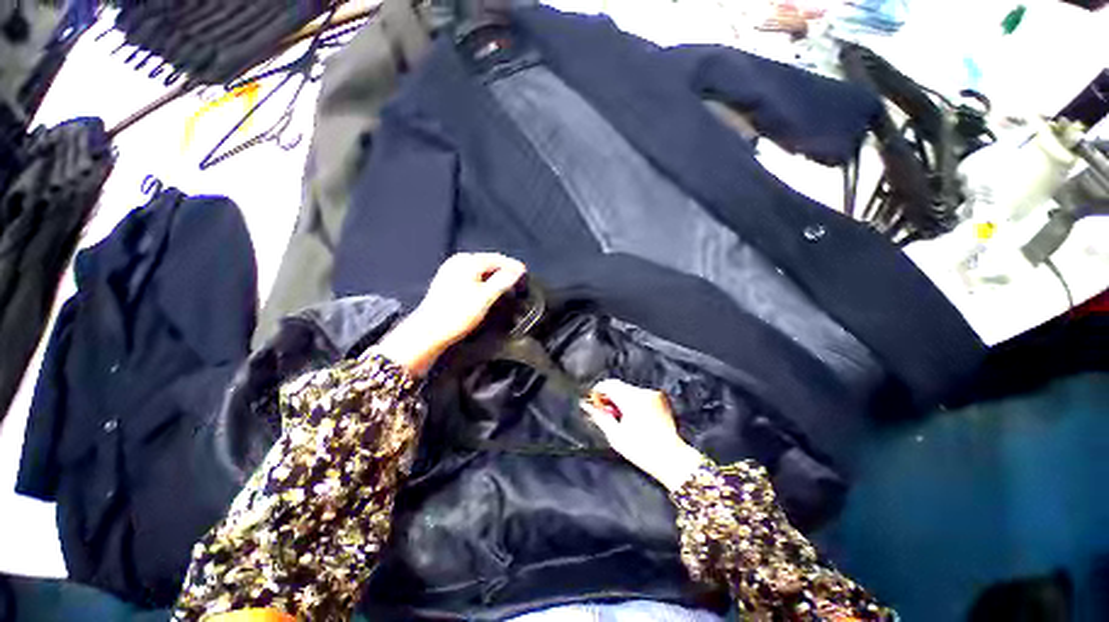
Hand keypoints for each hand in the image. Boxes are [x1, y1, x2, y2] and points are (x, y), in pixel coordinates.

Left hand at [371, 253, 525, 376]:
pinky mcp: (447, 283)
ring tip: (506, 286)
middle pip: (487, 262)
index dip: (513, 265)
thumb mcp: (485, 297)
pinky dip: (483, 281)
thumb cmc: (457, 314)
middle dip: (504, 270)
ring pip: (479, 270)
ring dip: (494, 276)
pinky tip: (488, 290)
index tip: (525, 273)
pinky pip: (471, 277)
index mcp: (467, 261)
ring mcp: (450, 271)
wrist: (429, 332)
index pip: (496, 258)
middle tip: (517, 280)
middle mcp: (457, 262)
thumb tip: (517, 271)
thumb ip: (503, 281)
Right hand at [582, 379, 704, 491]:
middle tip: (604, 412)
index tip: (593, 403)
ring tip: (618, 417)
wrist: (672, 458)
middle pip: (618, 386)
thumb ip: (599, 417)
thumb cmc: (642, 450)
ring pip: (628, 389)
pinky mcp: (659, 399)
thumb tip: (586, 405)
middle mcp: (643, 392)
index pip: (608, 385)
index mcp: (631, 400)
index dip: (597, 391)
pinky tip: (631, 416)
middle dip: (608, 396)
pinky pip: (639, 394)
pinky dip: (631, 401)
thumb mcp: (615, 435)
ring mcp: (653, 394)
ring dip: (619, 398)